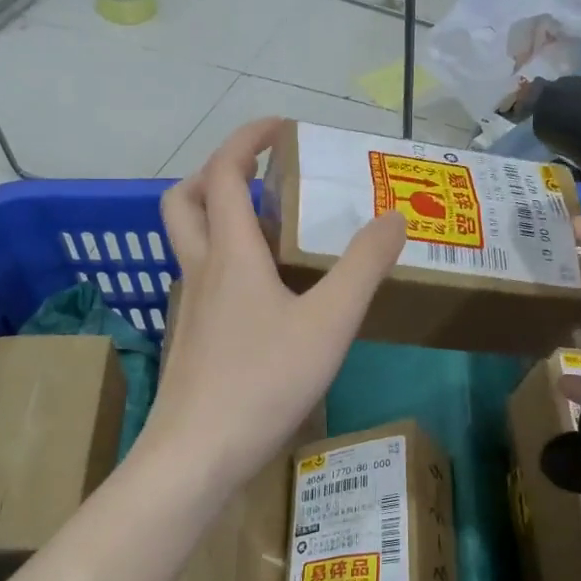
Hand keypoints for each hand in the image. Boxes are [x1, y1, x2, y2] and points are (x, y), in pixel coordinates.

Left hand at [138, 118, 405, 495]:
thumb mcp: (329, 322)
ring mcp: (190, 307)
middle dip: (215, 172)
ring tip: (272, 230)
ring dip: (220, 217)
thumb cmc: (263, 381)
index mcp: (231, 254)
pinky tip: (264, 295)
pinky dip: (227, 262)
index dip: (246, 139)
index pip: (225, 174)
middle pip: (184, 200)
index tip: (280, 126)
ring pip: (190, 242)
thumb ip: (365, 266)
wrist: (197, 455)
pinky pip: (203, 280)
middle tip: (259, 174)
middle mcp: (201, 270)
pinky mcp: (192, 340)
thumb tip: (396, 216)